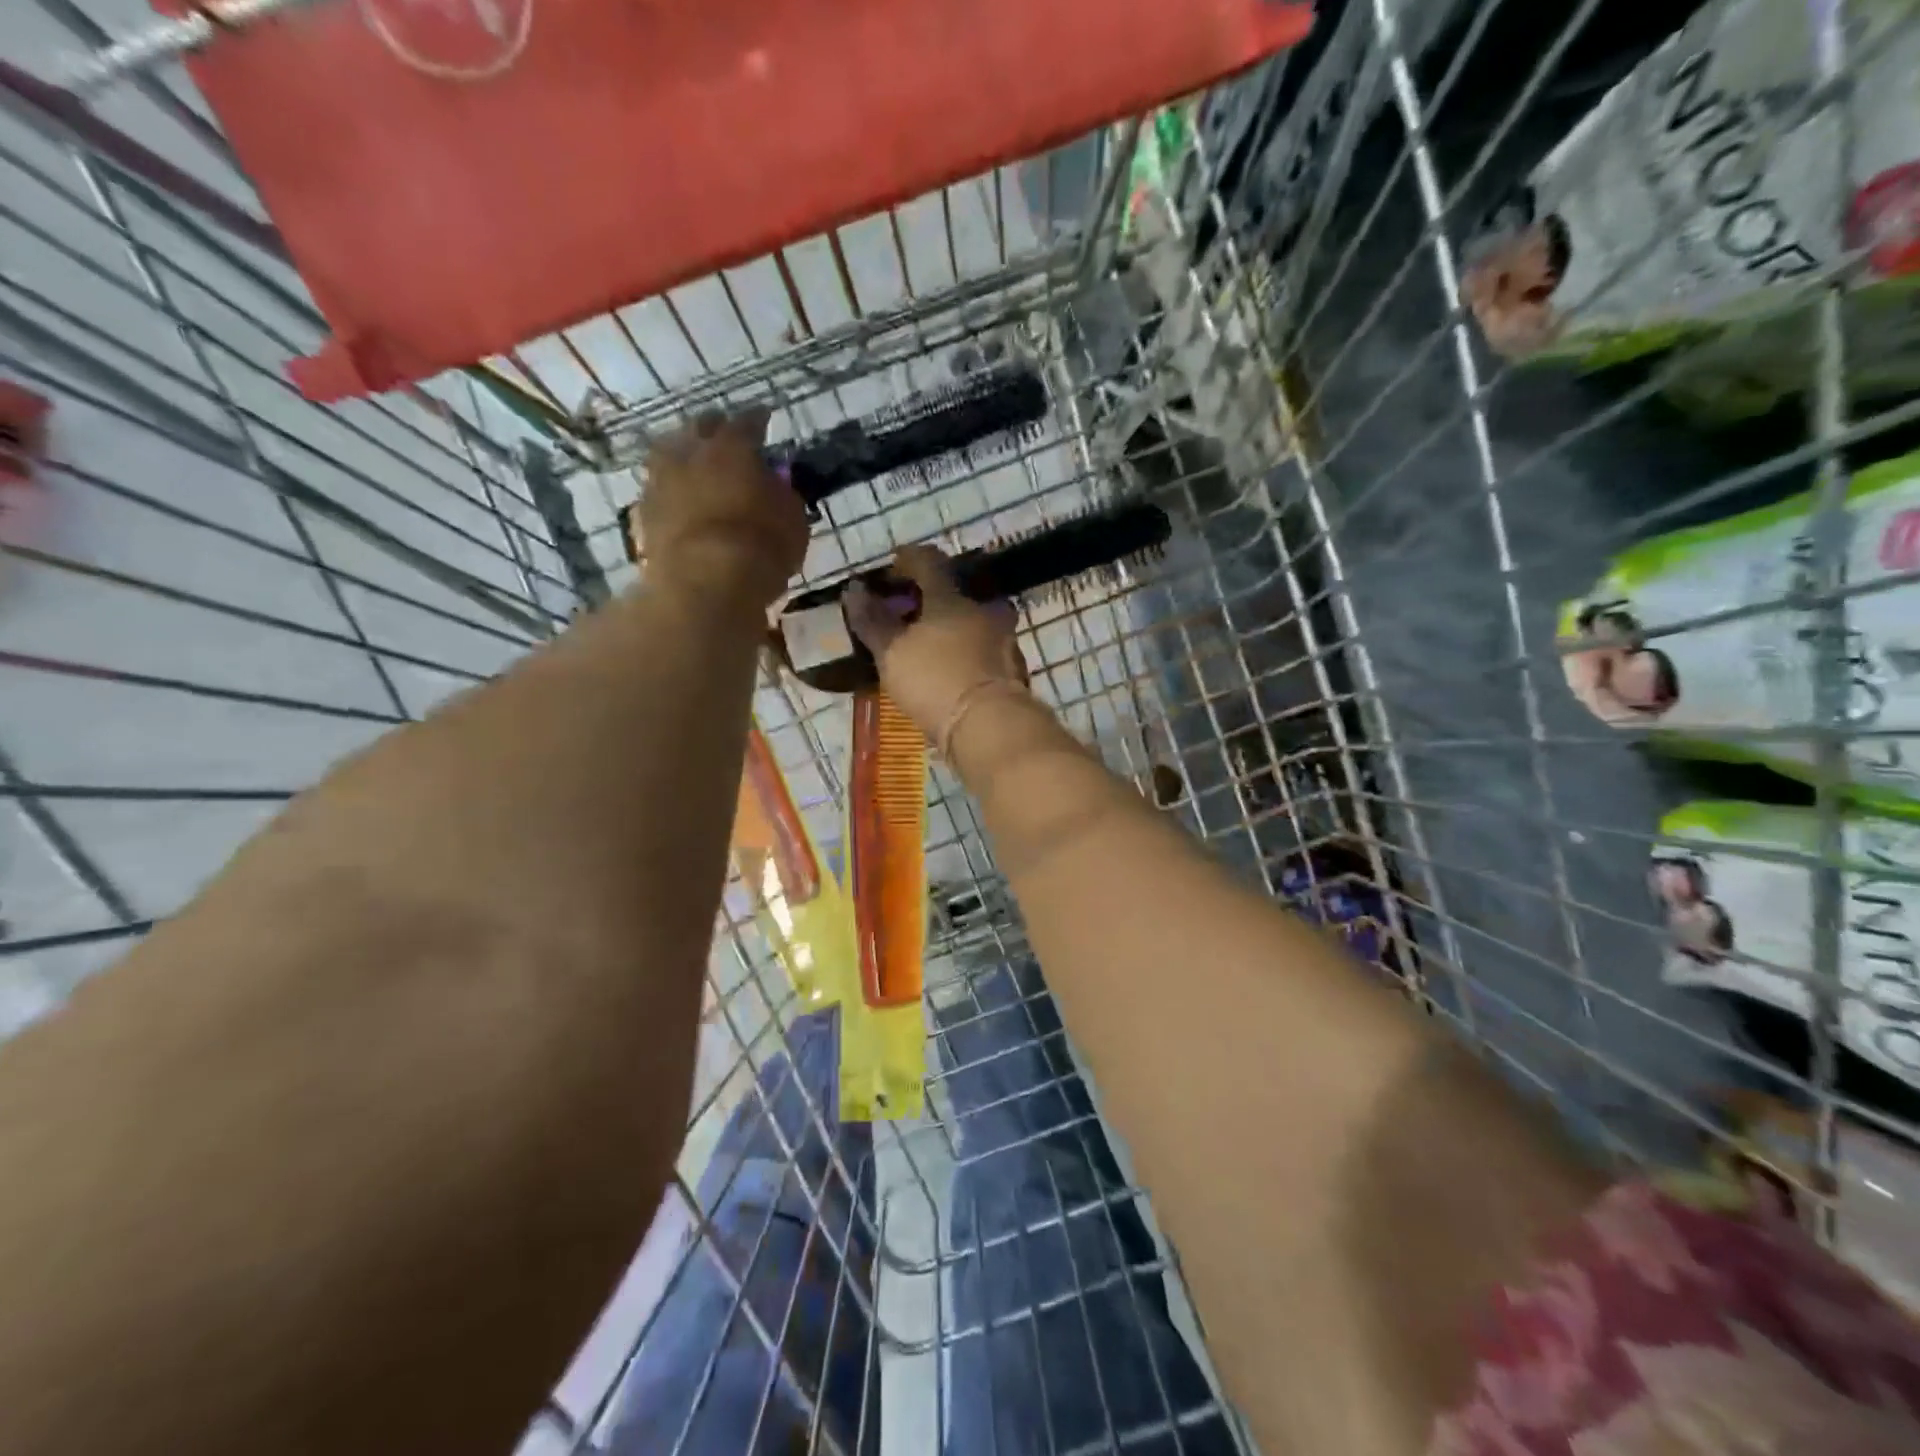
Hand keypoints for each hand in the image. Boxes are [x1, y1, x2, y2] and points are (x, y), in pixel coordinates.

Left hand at [641, 409, 807, 609]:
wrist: (706, 584)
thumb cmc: (761, 547)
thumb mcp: (792, 519)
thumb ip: (782, 494)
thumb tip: (776, 484)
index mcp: (732, 447)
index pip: (748, 422)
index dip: (758, 420)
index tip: (765, 419)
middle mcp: (692, 452)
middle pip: (700, 428)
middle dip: (714, 429)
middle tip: (727, 438)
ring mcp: (662, 481)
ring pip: (670, 453)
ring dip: (684, 455)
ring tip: (696, 466)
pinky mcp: (644, 513)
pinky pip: (659, 490)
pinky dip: (671, 490)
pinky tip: (679, 499)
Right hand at [844, 545, 1028, 739]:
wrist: (991, 726)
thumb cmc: (935, 681)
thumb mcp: (892, 653)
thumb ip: (872, 620)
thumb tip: (855, 590)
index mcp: (951, 598)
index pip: (929, 561)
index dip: (908, 559)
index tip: (892, 567)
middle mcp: (983, 610)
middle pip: (954, 593)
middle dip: (929, 599)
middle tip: (907, 613)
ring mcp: (1003, 640)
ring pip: (972, 623)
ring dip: (950, 628)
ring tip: (927, 646)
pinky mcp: (1012, 671)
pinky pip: (983, 651)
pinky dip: (965, 653)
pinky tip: (951, 670)